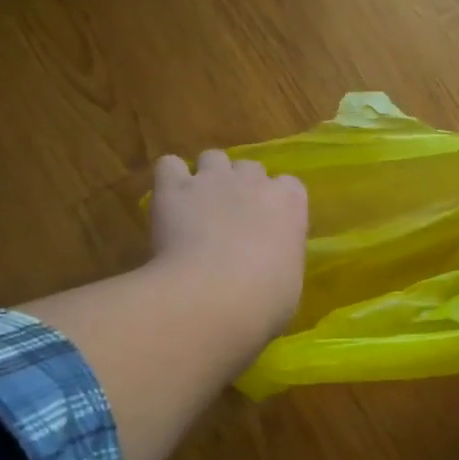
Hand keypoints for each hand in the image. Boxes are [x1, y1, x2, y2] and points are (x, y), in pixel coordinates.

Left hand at [151, 150, 308, 348]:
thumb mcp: (288, 283)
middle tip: (230, 218)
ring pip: (213, 157)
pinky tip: (167, 202)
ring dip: (207, 176)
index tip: (268, 226)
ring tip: (197, 206)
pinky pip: (169, 165)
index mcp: (290, 204)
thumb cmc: (262, 301)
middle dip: (242, 187)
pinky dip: (169, 179)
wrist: (213, 297)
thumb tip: (266, 265)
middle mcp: (254, 181)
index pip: (290, 186)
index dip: (276, 203)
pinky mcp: (174, 187)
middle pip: (250, 168)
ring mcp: (213, 179)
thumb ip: (279, 259)